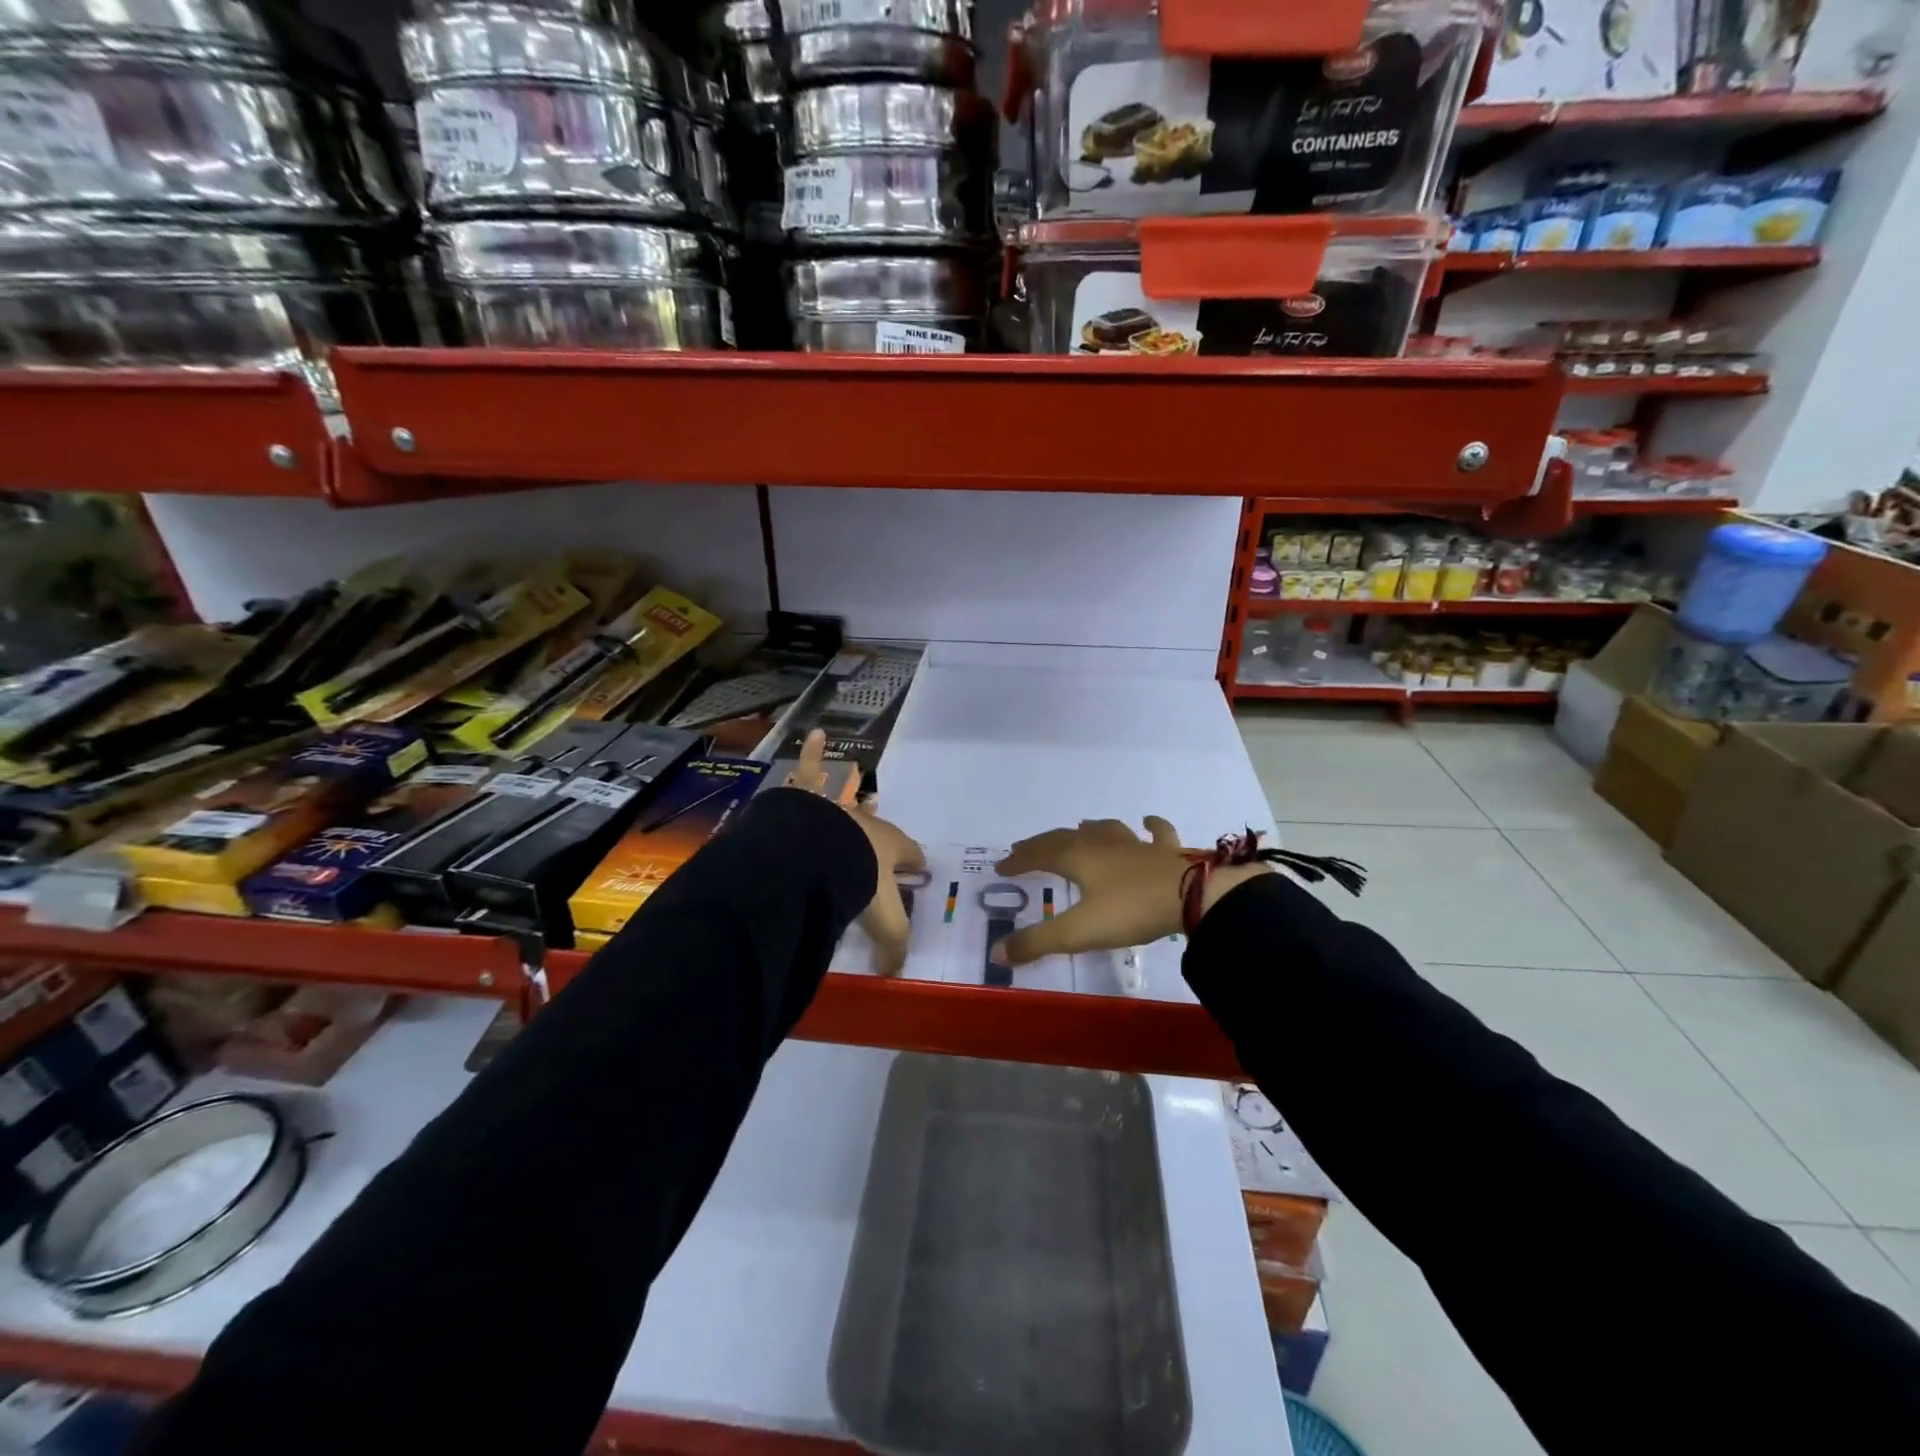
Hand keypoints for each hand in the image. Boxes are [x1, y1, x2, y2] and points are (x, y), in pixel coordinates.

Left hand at [784, 731, 926, 975]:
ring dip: (849, 790)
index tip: (917, 869)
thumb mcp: (883, 920)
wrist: (817, 859)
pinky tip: (814, 734)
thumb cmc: (857, 885)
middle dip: (879, 829)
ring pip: (847, 797)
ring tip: (852, 780)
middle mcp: (866, 822)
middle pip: (878, 824)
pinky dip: (812, 753)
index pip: (910, 852)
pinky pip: (810, 770)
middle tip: (877, 835)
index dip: (915, 861)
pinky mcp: (807, 799)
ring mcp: (837, 808)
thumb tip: (896, 973)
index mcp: (889, 847)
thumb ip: (893, 946)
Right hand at [993, 818, 1269, 966]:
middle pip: (1066, 838)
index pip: (1040, 854)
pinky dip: (1149, 826)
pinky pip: (1156, 833)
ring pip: (1106, 830)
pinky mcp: (1167, 851)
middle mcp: (1103, 844)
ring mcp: (1137, 844)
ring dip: (1089, 829)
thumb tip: (997, 952)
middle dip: (1043, 843)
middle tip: (1027, 847)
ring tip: (1080, 827)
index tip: (1002, 866)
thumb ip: (1038, 942)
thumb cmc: (1131, 910)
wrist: (1194, 895)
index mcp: (1078, 858)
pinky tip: (1147, 821)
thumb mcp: (1079, 931)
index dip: (1020, 860)